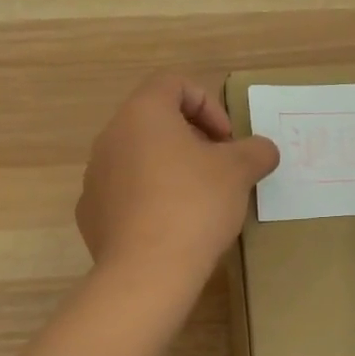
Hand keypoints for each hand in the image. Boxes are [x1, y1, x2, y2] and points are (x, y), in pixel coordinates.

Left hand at [77, 73, 279, 292]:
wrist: (147, 271)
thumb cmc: (194, 206)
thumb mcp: (239, 172)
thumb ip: (255, 151)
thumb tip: (263, 150)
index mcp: (143, 113)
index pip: (173, 84)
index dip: (208, 105)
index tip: (227, 141)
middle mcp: (111, 137)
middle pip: (154, 122)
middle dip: (191, 140)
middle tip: (218, 170)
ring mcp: (95, 177)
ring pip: (138, 159)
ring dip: (168, 170)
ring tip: (197, 202)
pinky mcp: (91, 214)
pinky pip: (124, 194)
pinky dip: (148, 201)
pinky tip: (170, 228)